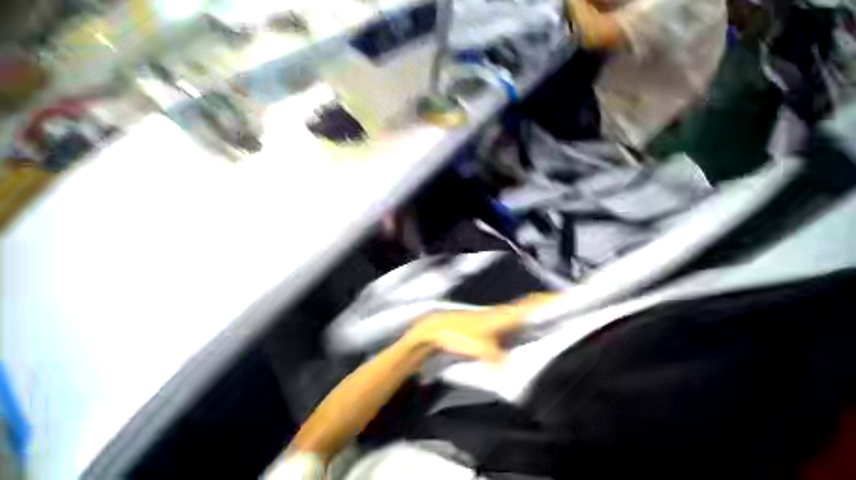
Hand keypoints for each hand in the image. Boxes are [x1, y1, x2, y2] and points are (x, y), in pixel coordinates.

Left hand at [403, 294, 554, 362]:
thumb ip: (498, 360)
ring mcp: (496, 317)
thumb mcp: (480, 348)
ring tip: (555, 318)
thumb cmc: (459, 333)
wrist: (439, 327)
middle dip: (549, 304)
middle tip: (569, 307)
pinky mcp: (490, 323)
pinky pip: (514, 319)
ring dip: (537, 311)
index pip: (533, 304)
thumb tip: (512, 375)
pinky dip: (525, 320)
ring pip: (522, 311)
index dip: (551, 301)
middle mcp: (503, 313)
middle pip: (530, 305)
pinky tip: (528, 330)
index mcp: (505, 314)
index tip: (571, 297)